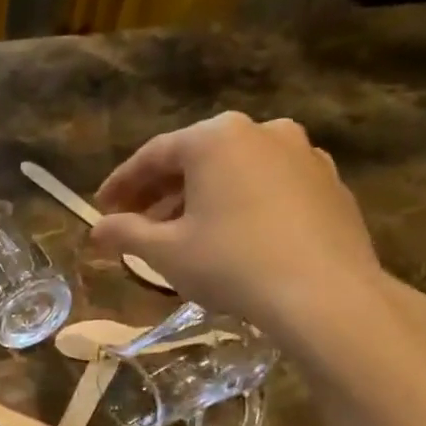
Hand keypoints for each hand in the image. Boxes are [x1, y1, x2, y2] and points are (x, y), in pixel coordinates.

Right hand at [90, 113, 392, 351]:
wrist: (324, 294)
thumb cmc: (230, 263)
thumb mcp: (164, 252)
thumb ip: (125, 234)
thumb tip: (97, 229)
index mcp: (216, 139)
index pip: (153, 155)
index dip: (121, 183)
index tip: (101, 207)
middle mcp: (262, 131)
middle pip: (195, 158)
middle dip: (160, 191)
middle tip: (134, 222)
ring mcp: (302, 154)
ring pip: (233, 171)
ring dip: (199, 198)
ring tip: (178, 234)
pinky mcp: (328, 183)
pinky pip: (267, 186)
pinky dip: (238, 204)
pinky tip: (228, 237)